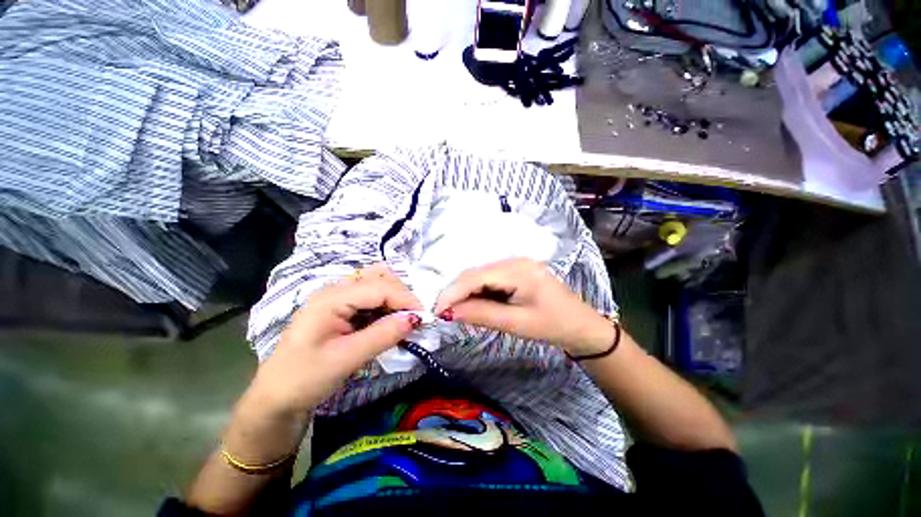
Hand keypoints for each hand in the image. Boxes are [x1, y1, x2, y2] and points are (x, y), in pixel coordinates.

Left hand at [250, 264, 422, 414]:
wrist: (276, 398)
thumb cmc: (305, 379)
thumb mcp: (346, 359)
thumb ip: (382, 335)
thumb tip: (415, 319)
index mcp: (331, 298)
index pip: (379, 287)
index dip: (405, 298)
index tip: (424, 316)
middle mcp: (336, 290)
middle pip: (379, 278)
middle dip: (401, 295)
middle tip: (414, 319)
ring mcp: (338, 298)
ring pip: (377, 285)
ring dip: (394, 299)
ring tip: (404, 319)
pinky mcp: (342, 309)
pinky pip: (371, 299)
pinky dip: (386, 307)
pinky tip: (390, 322)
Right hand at [434, 258, 614, 355]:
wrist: (580, 325)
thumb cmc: (553, 325)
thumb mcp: (516, 323)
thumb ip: (481, 314)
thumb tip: (448, 313)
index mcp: (517, 269)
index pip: (474, 276)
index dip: (452, 293)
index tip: (435, 312)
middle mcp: (513, 260)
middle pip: (474, 274)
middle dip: (456, 293)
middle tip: (444, 314)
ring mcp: (514, 264)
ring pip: (479, 276)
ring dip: (466, 293)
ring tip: (457, 312)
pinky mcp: (514, 271)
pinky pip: (488, 279)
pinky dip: (477, 292)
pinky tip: (474, 305)